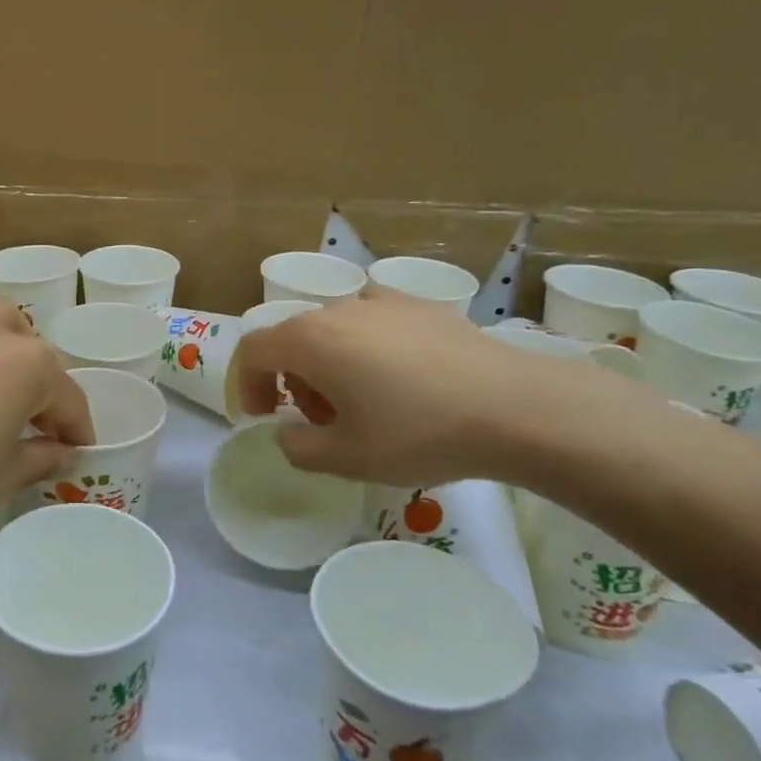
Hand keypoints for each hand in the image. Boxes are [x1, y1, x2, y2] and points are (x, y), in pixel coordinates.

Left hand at [0, 283, 93, 540]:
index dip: (76, 429)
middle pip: (35, 355)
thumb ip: (43, 459)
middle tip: (32, 426)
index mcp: (31, 367)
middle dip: (42, 389)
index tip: (76, 451)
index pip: (68, 399)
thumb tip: (65, 453)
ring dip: (8, 343)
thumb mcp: (3, 478)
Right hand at [233, 292, 619, 487]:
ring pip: (334, 330)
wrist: (514, 407)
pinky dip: (368, 349)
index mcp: (310, 340)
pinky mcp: (421, 306)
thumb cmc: (418, 433)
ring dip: (330, 365)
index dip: (245, 385)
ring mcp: (382, 301)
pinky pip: (375, 324)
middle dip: (294, 382)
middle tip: (323, 423)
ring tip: (366, 404)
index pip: (252, 350)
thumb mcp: (347, 458)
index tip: (265, 418)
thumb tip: (289, 431)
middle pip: (294, 339)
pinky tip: (404, 381)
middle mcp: (338, 309)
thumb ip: (298, 447)